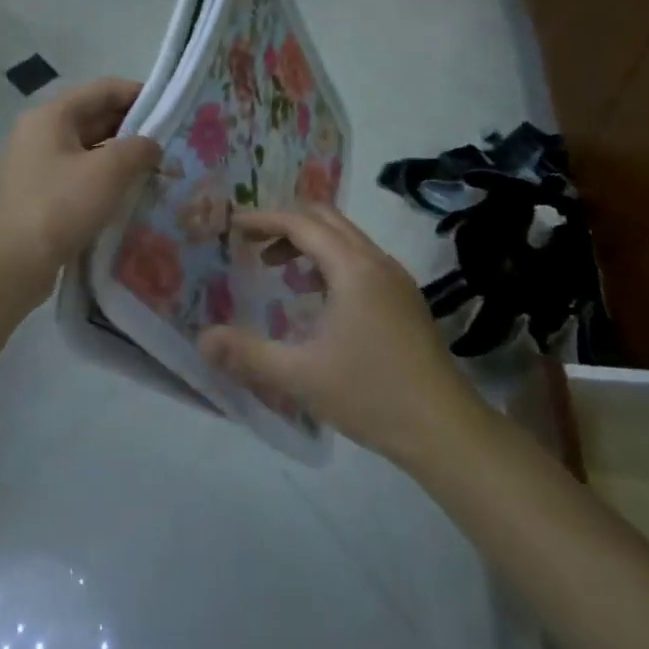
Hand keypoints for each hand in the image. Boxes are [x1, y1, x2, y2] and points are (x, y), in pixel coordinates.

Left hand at [0, 78, 161, 283]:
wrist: (13, 262)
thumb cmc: (61, 205)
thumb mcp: (109, 170)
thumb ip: (139, 148)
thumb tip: (151, 145)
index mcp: (52, 115)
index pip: (103, 90)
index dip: (139, 94)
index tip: (170, 108)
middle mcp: (40, 132)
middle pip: (93, 117)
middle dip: (132, 127)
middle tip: (169, 141)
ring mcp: (35, 164)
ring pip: (87, 148)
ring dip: (119, 155)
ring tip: (154, 168)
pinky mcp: (38, 193)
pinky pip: (78, 173)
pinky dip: (103, 177)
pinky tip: (127, 192)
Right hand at [197, 207, 485, 463]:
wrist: (445, 429)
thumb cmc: (371, 395)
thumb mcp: (301, 376)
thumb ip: (248, 354)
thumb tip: (203, 340)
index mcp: (352, 268)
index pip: (301, 223)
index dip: (264, 219)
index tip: (233, 225)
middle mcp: (376, 261)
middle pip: (326, 219)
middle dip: (286, 224)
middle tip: (252, 244)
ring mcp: (396, 279)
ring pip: (346, 238)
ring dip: (309, 243)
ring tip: (278, 271)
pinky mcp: (405, 299)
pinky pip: (360, 259)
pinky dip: (331, 261)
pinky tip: (317, 299)